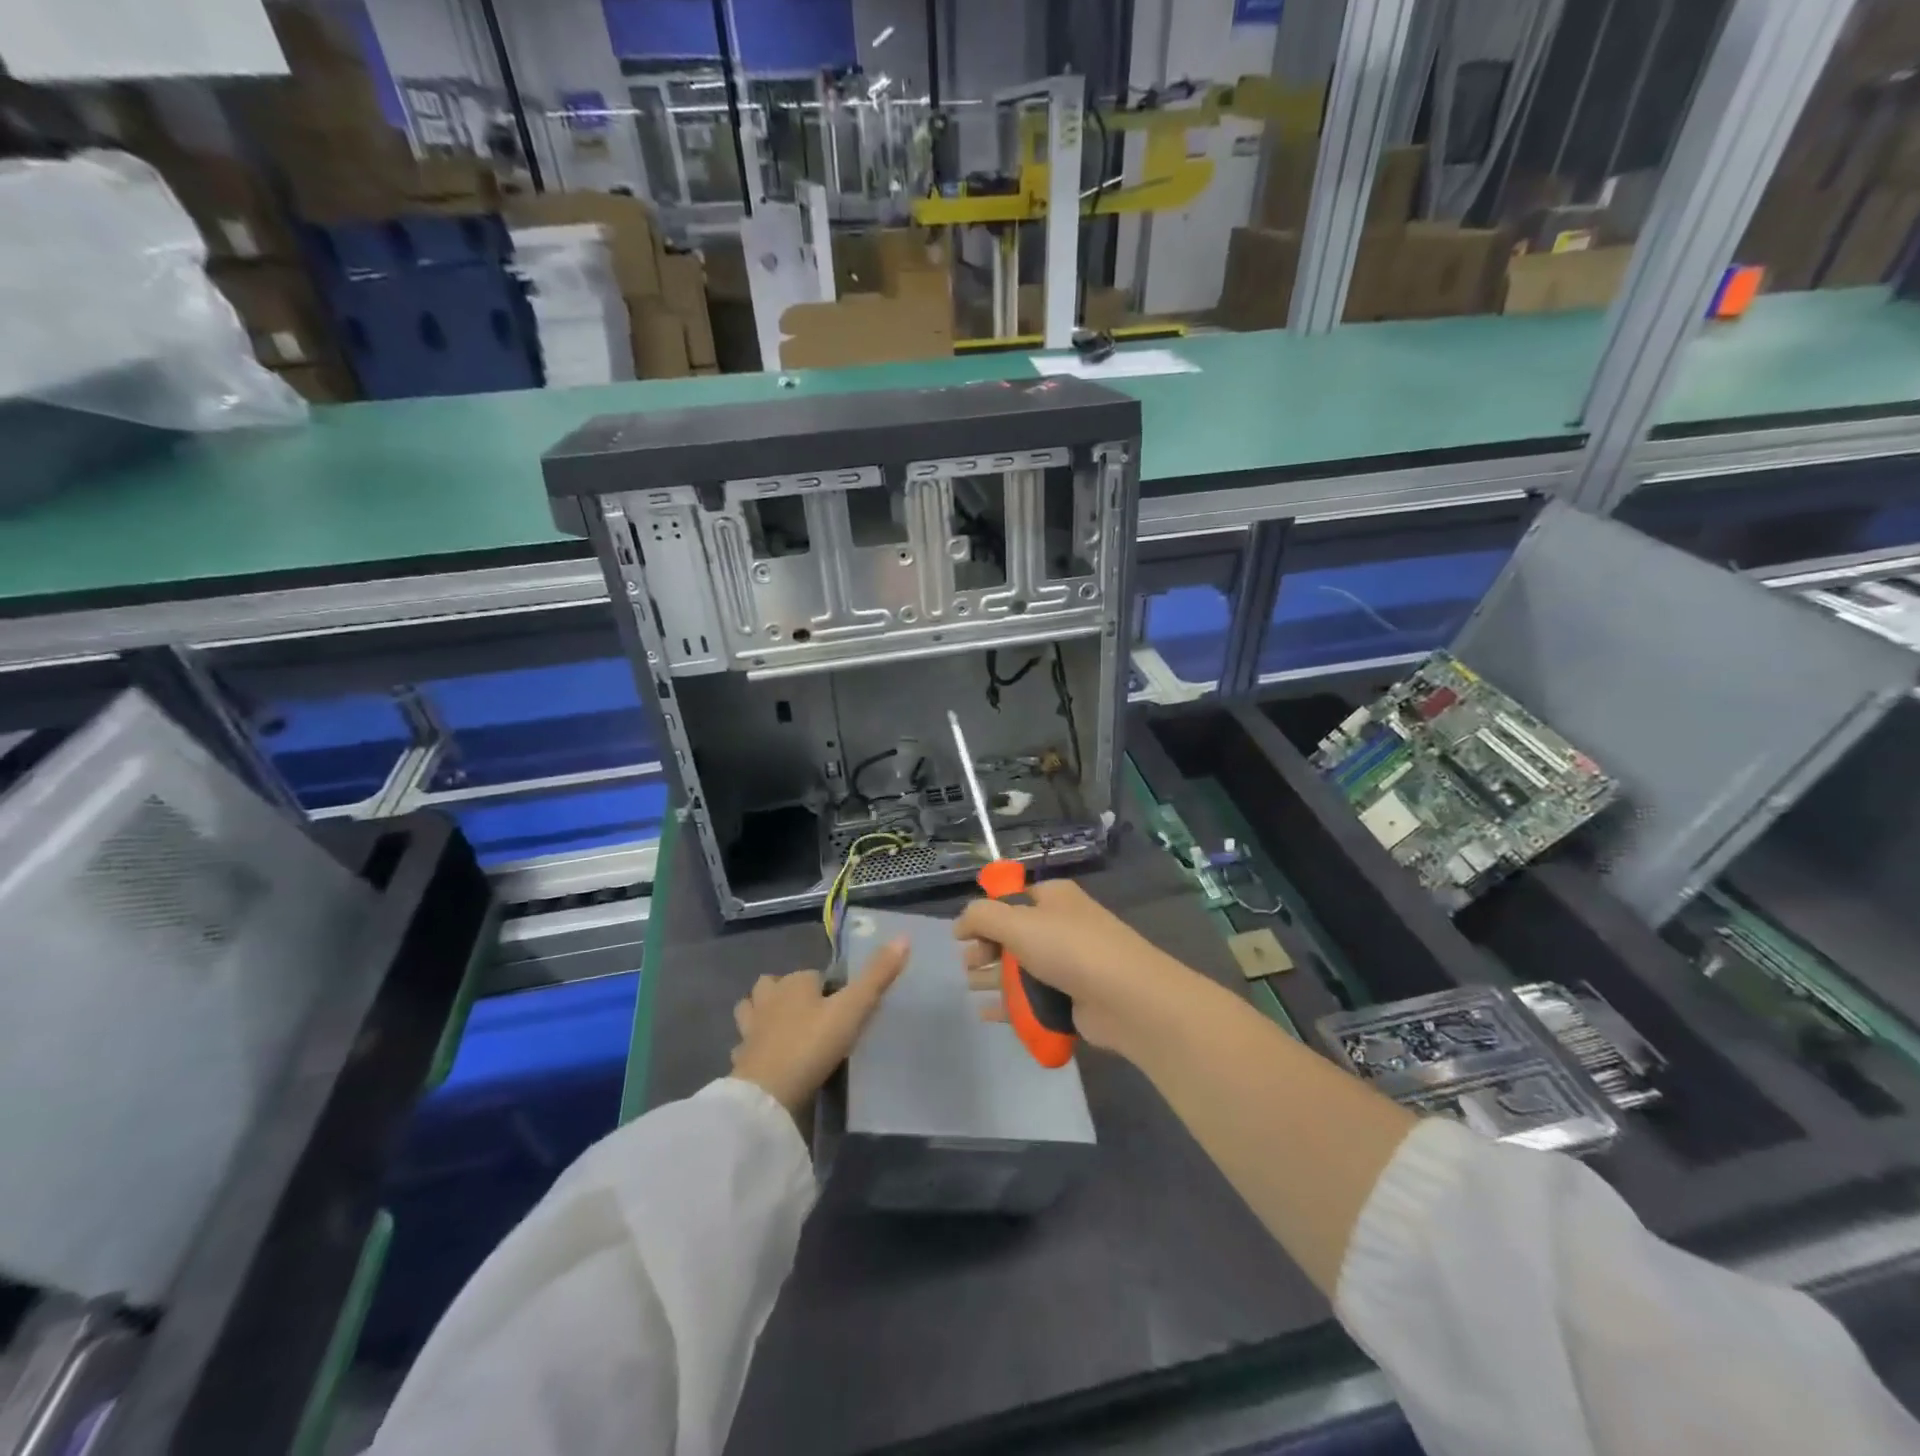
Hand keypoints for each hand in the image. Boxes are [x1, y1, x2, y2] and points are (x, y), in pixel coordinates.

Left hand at [730, 939, 908, 1115]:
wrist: (768, 1093)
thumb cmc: (812, 1044)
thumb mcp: (853, 1009)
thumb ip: (877, 976)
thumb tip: (903, 937)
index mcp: (794, 983)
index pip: (811, 974)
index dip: (825, 987)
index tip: (841, 1005)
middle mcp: (768, 999)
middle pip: (772, 985)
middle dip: (785, 992)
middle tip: (810, 1013)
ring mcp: (749, 1029)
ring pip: (751, 1010)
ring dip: (762, 1014)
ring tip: (783, 1029)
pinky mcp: (740, 1059)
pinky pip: (745, 1045)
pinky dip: (753, 1047)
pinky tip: (766, 1058)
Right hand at [954, 880, 1196, 1056]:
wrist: (1126, 999)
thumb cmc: (1070, 949)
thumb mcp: (1017, 922)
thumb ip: (981, 916)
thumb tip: (960, 923)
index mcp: (1053, 897)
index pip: (1010, 899)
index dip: (985, 915)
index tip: (963, 937)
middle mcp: (1061, 925)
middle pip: (1013, 934)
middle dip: (986, 948)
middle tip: (969, 965)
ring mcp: (1069, 963)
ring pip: (1021, 967)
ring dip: (994, 977)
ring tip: (971, 988)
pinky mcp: (1072, 998)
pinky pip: (1033, 997)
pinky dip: (1010, 1004)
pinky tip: (986, 1014)